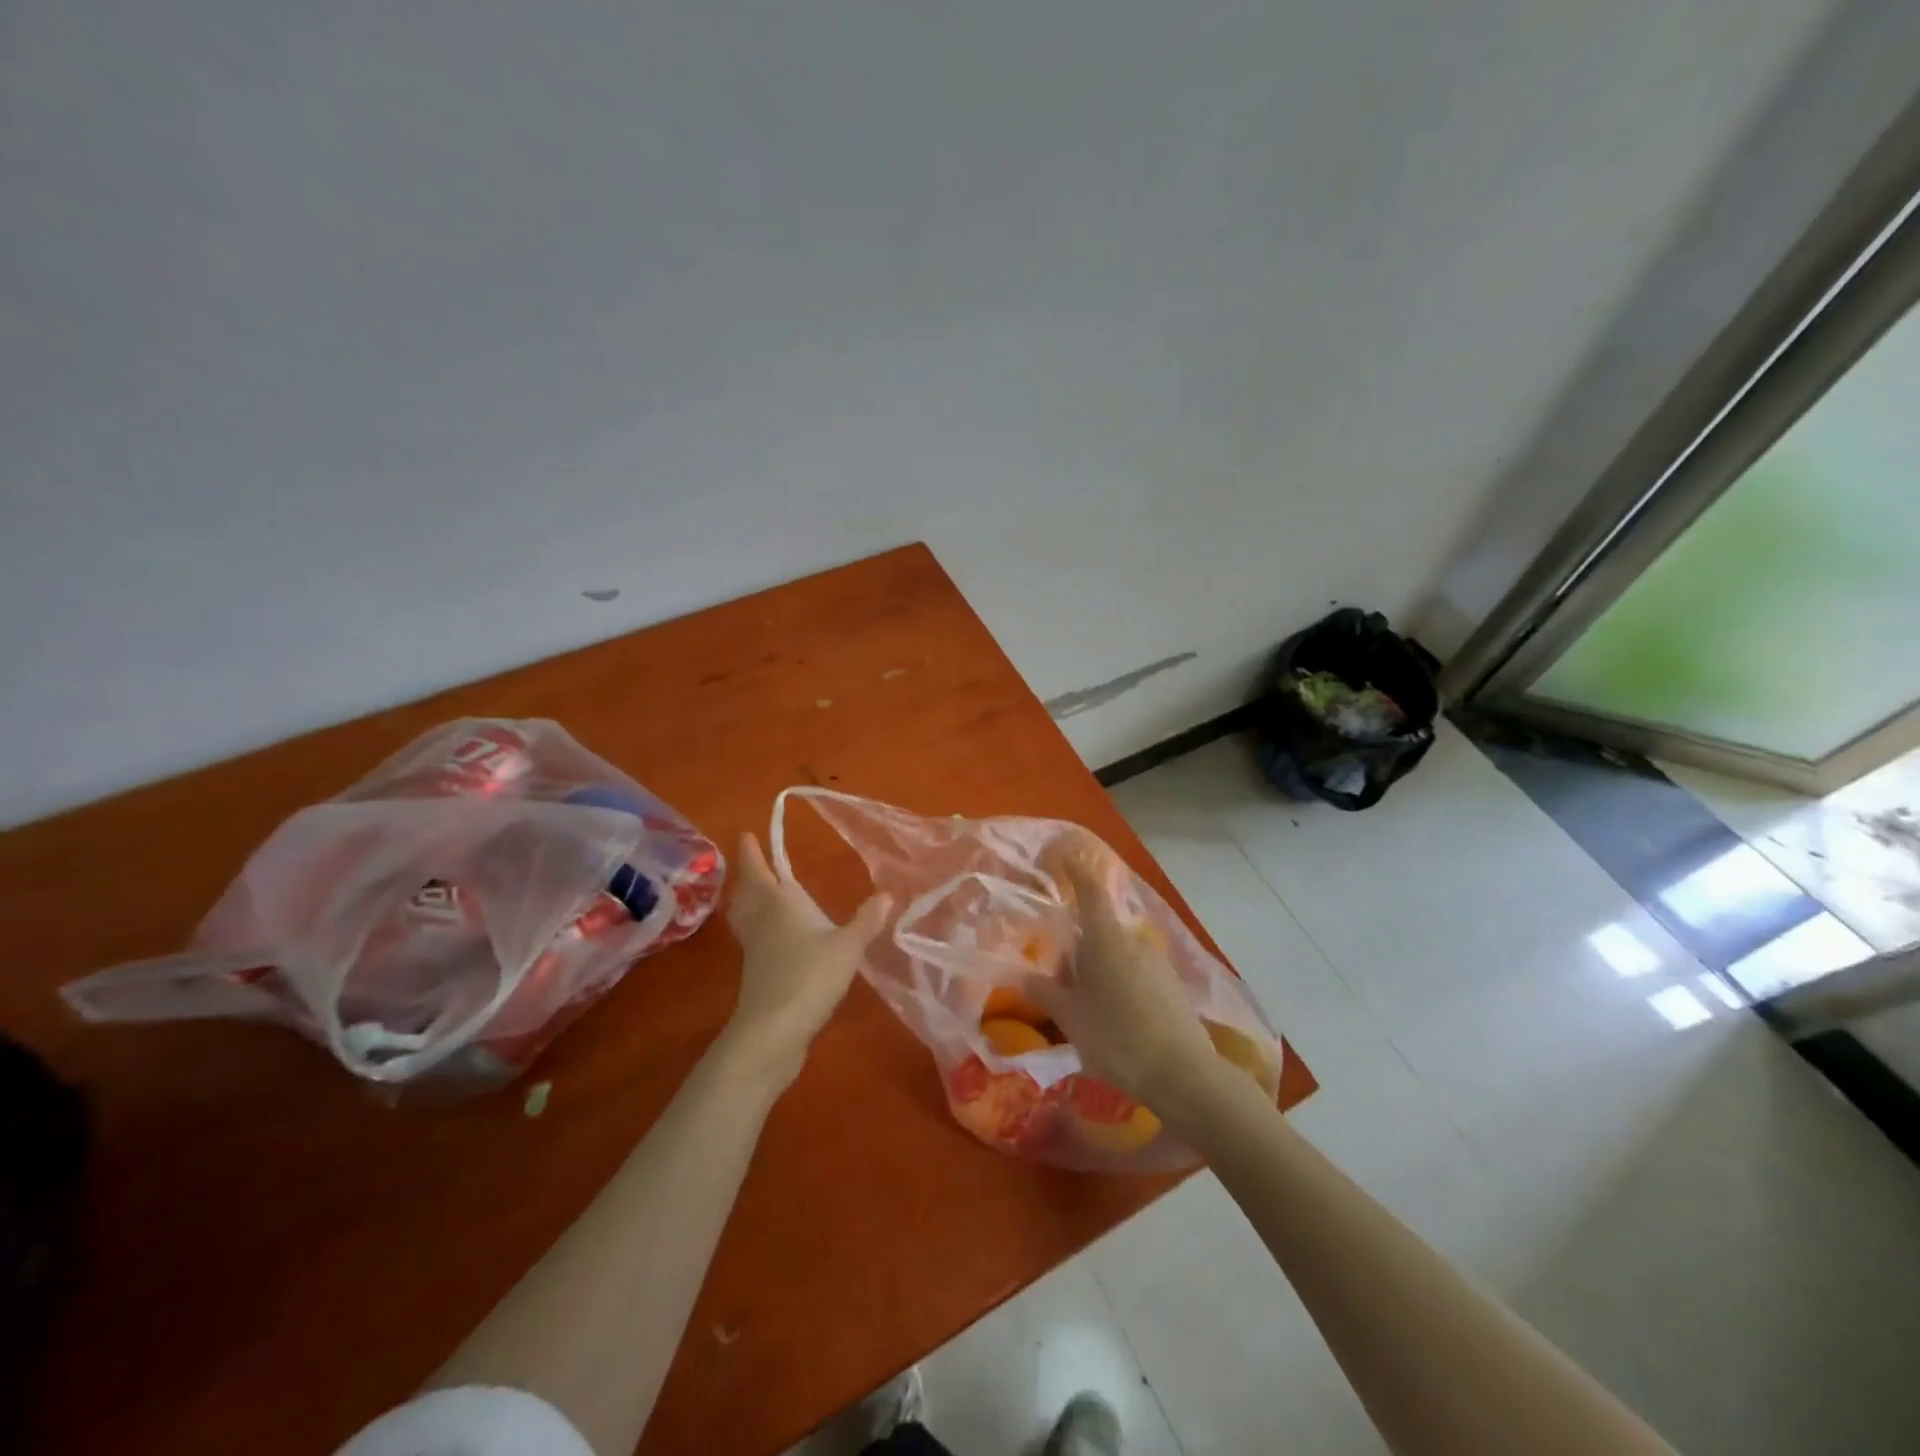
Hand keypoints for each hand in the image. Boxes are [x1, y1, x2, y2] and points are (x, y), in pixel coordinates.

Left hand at [720, 832, 891, 1089]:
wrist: (773, 1033)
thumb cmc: (809, 977)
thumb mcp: (847, 947)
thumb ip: (867, 921)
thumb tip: (887, 894)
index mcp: (779, 905)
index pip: (761, 870)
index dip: (752, 852)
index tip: (746, 834)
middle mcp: (762, 922)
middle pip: (747, 892)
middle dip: (748, 875)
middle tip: (751, 861)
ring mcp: (755, 950)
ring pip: (745, 916)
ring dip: (748, 901)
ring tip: (757, 894)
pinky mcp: (756, 974)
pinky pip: (752, 939)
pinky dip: (757, 927)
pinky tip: (775, 936)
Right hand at [1023, 839, 1216, 1110]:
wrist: (1183, 1074)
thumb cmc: (1116, 1038)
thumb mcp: (1070, 1018)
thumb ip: (1045, 992)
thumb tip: (1024, 975)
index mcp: (1105, 939)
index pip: (1089, 891)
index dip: (1075, 870)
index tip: (1062, 854)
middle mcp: (1133, 940)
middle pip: (1098, 931)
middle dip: (1077, 948)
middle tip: (1059, 980)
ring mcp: (1156, 962)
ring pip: (1117, 954)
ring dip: (1098, 969)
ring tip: (1084, 1009)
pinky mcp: (1172, 985)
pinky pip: (1135, 972)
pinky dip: (1118, 984)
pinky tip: (1113, 1020)